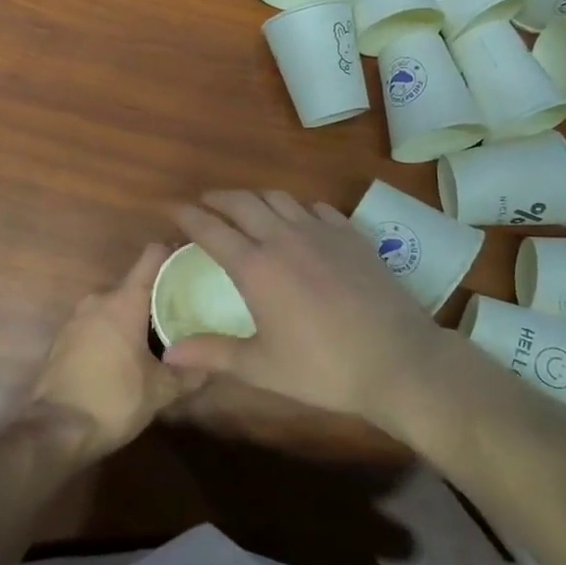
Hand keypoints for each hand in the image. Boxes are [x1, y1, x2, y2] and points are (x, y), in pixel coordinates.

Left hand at [28, 245, 207, 454]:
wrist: (53, 432)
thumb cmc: (112, 400)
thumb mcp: (161, 391)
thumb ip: (190, 372)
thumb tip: (213, 363)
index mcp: (124, 300)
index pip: (153, 256)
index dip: (175, 254)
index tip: (195, 266)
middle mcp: (99, 299)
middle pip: (136, 284)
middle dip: (159, 297)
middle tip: (185, 313)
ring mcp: (76, 319)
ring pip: (115, 306)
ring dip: (135, 318)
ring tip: (159, 338)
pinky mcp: (63, 340)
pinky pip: (97, 324)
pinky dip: (114, 333)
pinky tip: (127, 358)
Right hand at [160, 190, 447, 425]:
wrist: (396, 358)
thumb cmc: (324, 368)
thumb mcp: (262, 368)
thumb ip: (213, 355)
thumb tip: (168, 353)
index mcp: (257, 267)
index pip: (212, 229)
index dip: (188, 216)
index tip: (172, 209)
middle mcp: (284, 237)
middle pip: (243, 202)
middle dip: (218, 198)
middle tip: (204, 202)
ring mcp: (321, 230)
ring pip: (279, 197)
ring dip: (255, 197)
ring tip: (245, 206)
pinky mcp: (350, 233)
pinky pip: (316, 207)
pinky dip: (296, 206)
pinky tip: (298, 218)